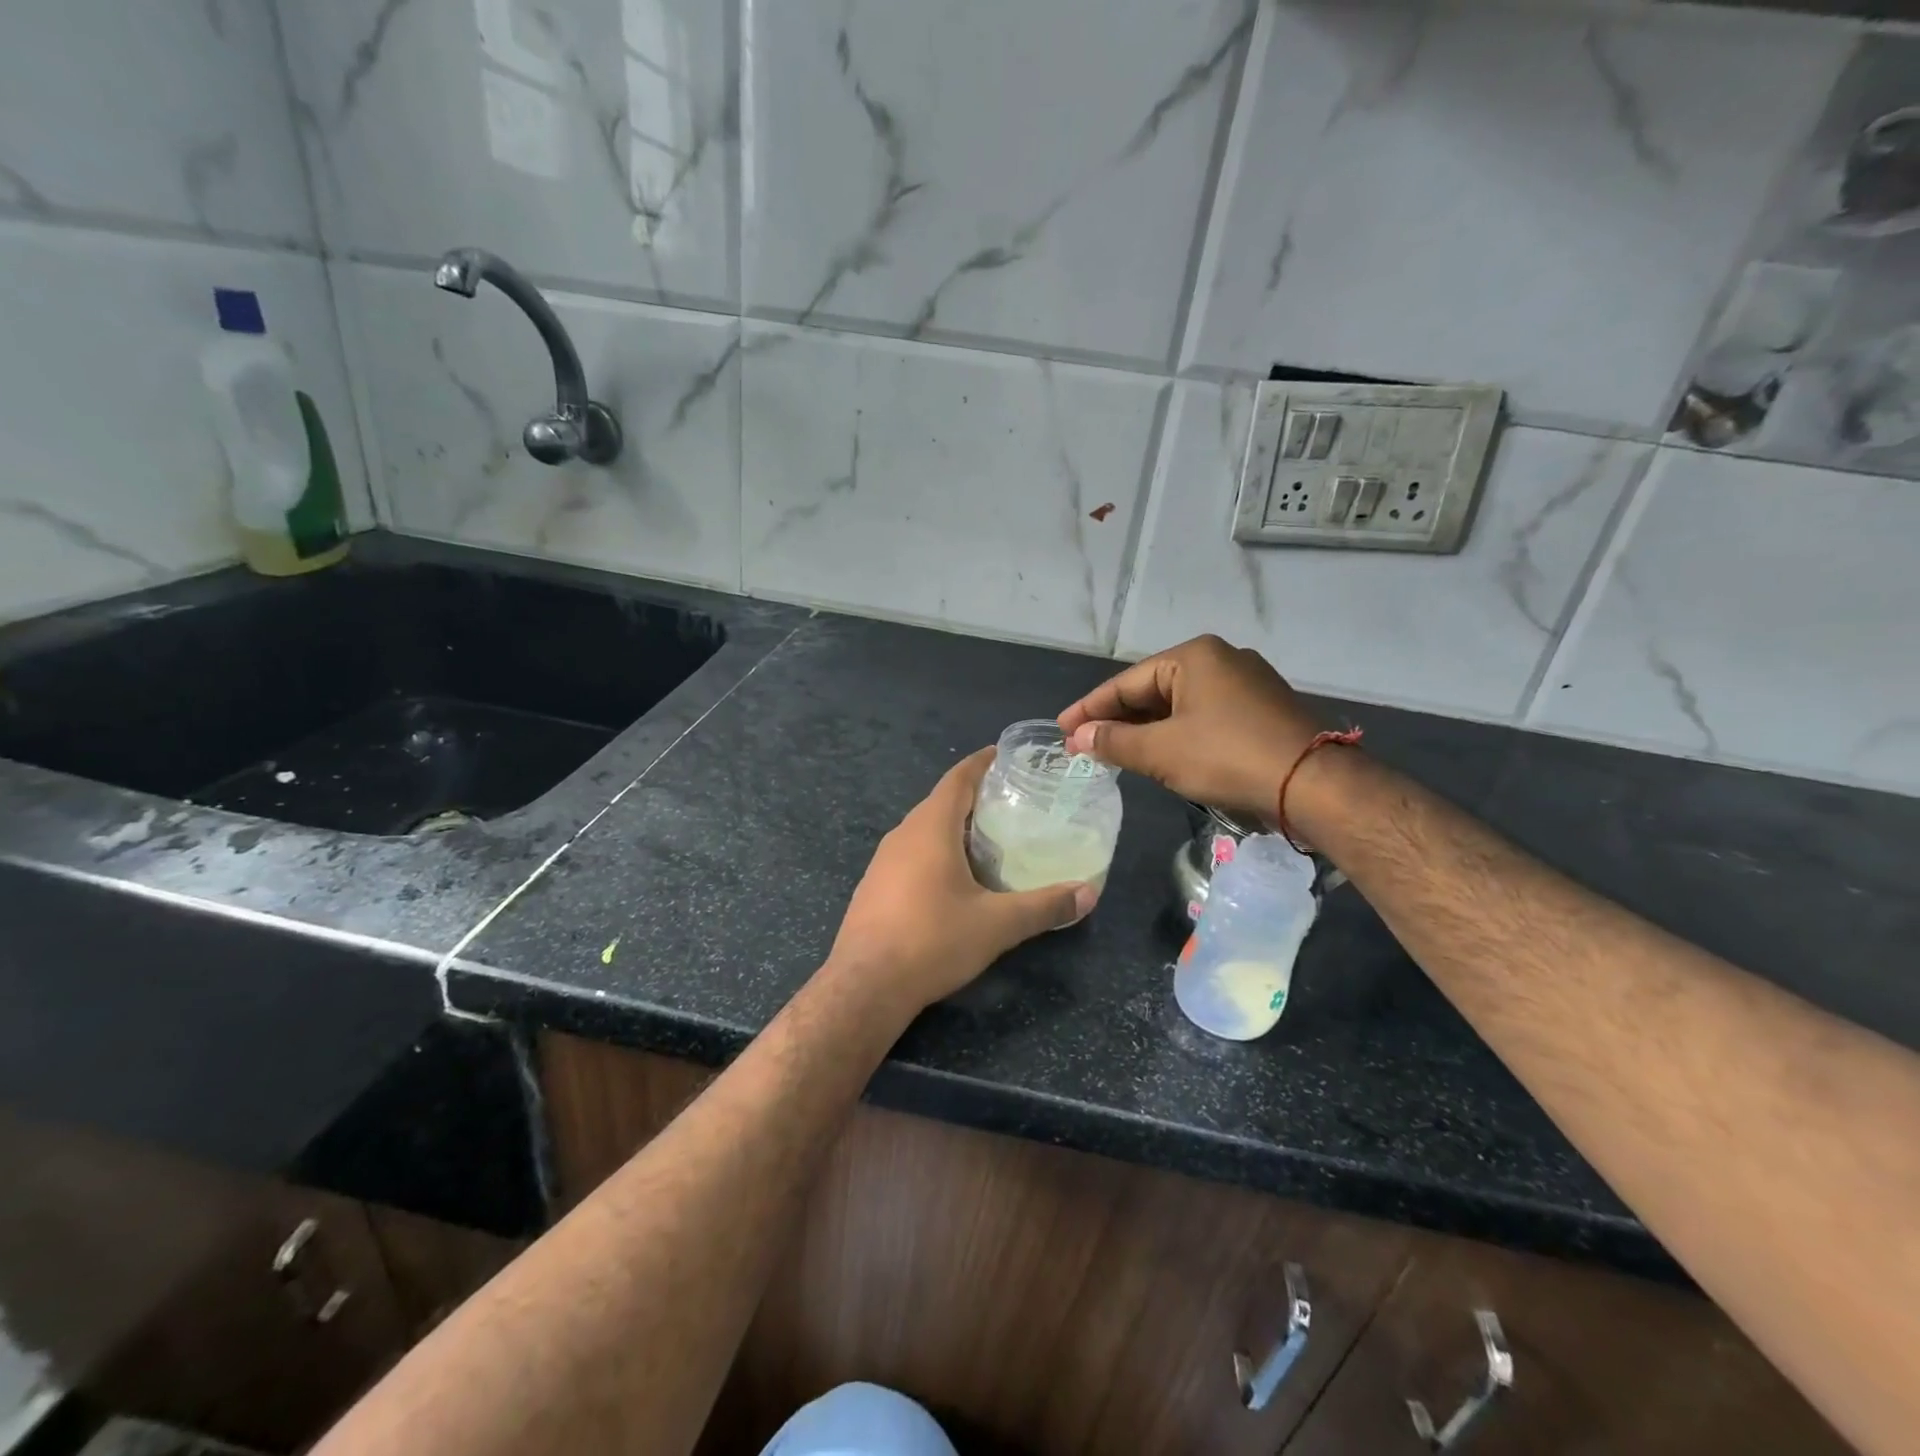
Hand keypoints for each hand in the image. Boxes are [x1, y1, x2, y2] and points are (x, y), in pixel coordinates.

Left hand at [827, 748, 1097, 1012]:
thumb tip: (1088, 894)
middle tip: (1013, 802)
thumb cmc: (932, 940)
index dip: (982, 762)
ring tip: (991, 838)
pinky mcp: (875, 886)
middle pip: (941, 802)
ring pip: (924, 830)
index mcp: (930, 827)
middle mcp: (902, 834)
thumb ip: (1044, 907)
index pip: (958, 778)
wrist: (864, 986)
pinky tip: (955, 878)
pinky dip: (937, 851)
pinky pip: (911, 853)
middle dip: (975, 797)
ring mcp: (883, 860)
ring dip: (955, 827)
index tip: (1006, 755)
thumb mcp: (997, 925)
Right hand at [1058, 635, 1323, 823]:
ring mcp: (1246, 683)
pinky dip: (1176, 733)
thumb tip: (1078, 737)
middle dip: (1117, 719)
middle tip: (1083, 744)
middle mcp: (1221, 659)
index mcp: (1194, 655)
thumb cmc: (1228, 757)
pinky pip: (1204, 715)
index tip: (1062, 729)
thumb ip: (1115, 741)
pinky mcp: (1262, 709)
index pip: (1126, 682)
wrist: (1314, 785)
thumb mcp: (1161, 751)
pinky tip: (1160, 753)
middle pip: (1153, 689)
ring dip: (1145, 729)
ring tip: (1113, 750)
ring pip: (1179, 704)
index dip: (1090, 708)